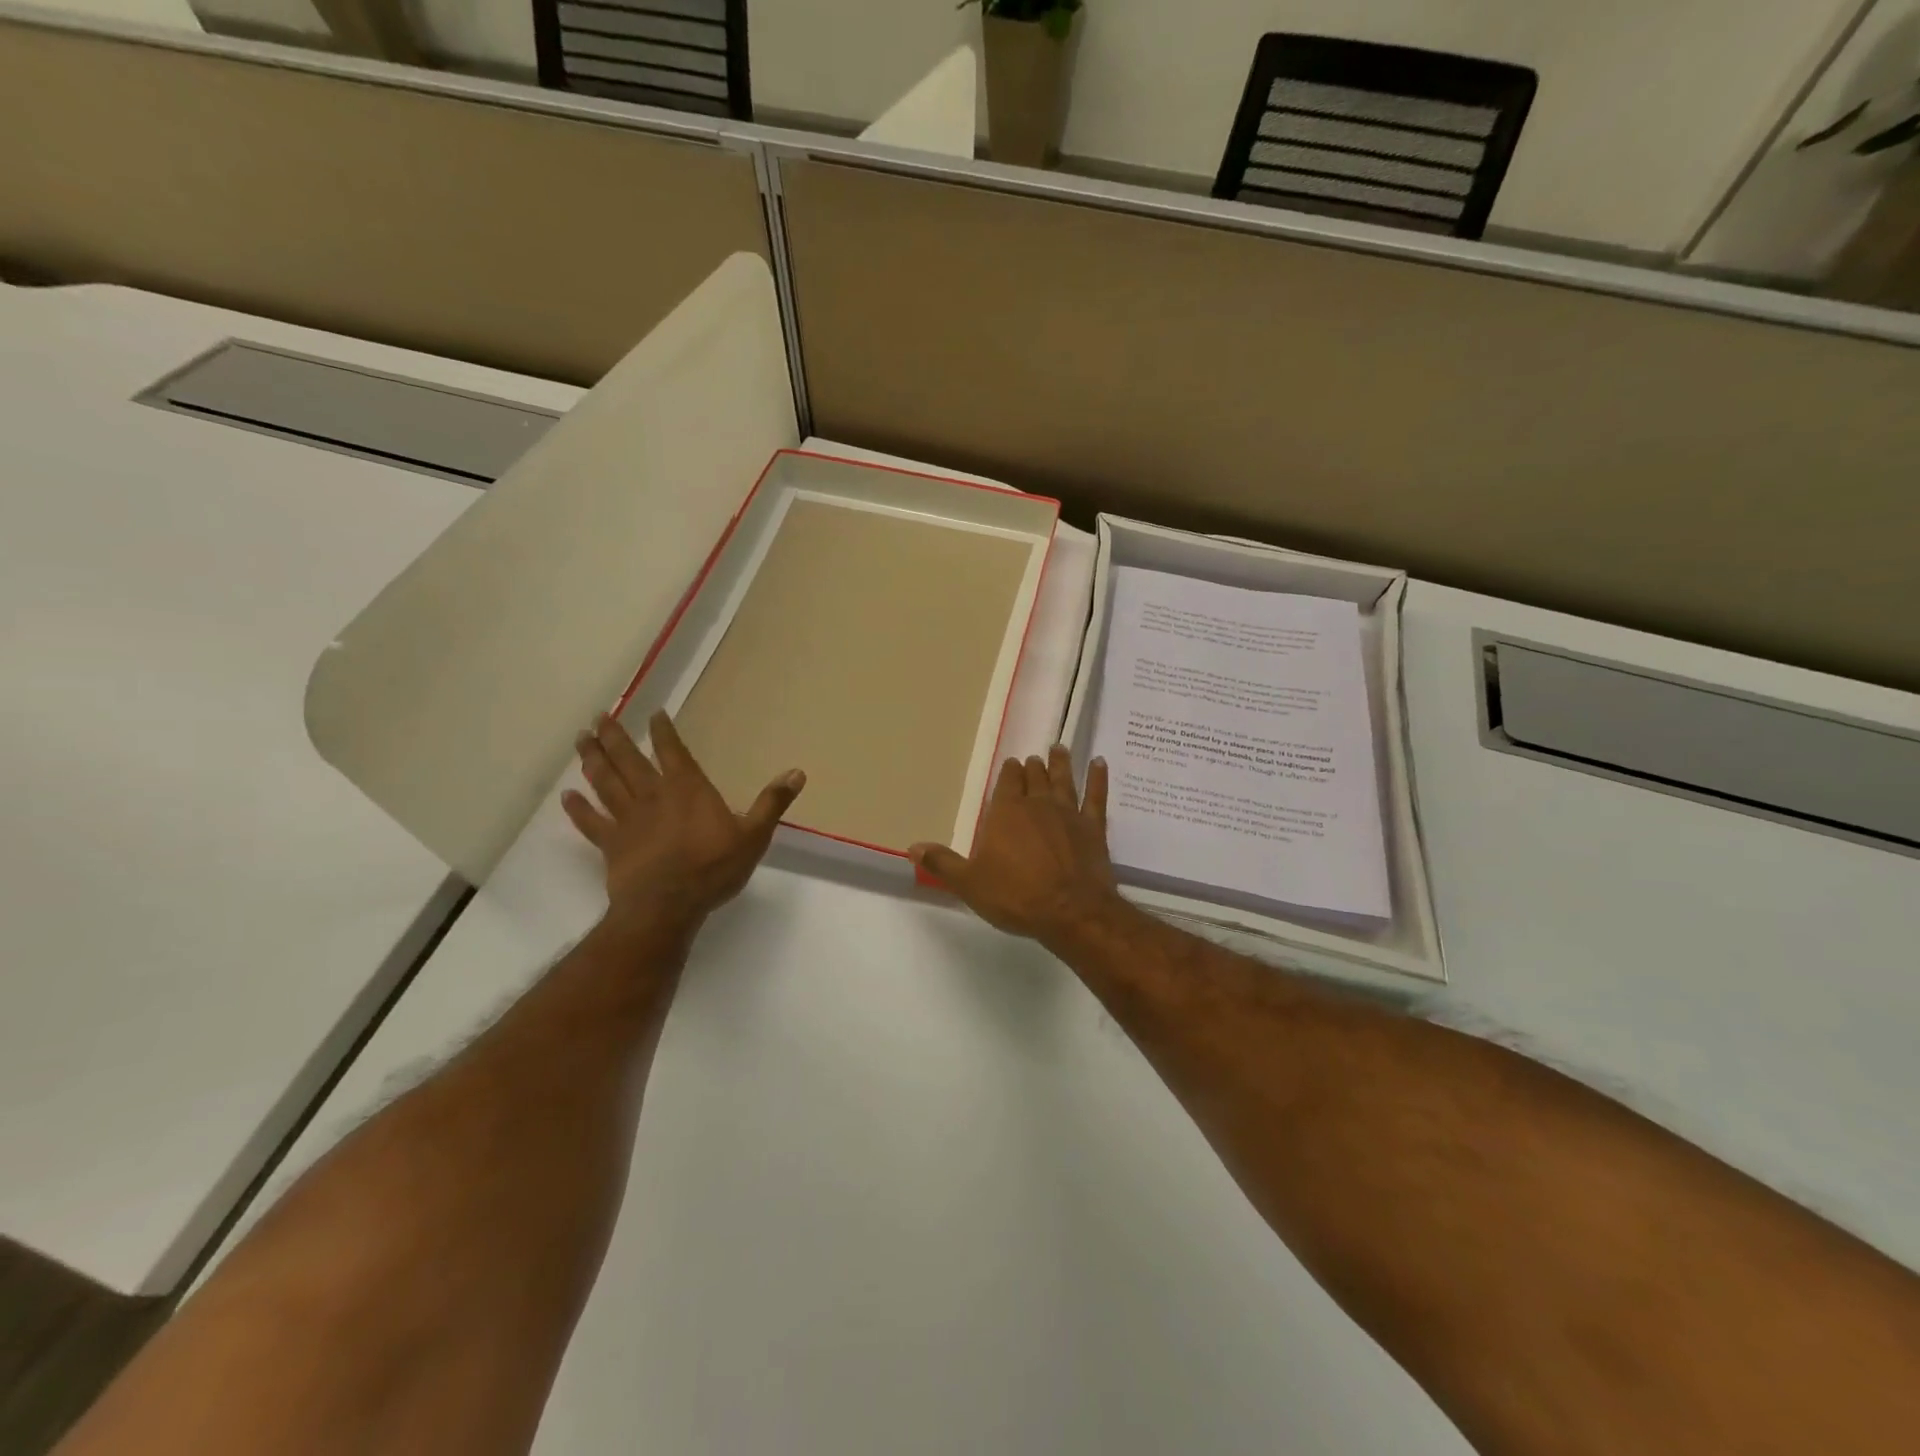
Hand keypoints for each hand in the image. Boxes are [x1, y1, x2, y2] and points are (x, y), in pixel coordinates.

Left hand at [562, 710, 804, 931]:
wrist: (668, 906)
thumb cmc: (713, 868)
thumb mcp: (754, 835)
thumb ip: (772, 803)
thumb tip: (797, 772)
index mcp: (687, 789)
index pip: (672, 751)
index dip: (663, 731)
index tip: (653, 713)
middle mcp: (653, 796)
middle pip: (628, 760)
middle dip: (615, 737)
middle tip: (599, 717)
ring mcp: (627, 819)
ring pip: (605, 782)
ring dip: (592, 760)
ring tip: (581, 740)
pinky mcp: (610, 844)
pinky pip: (590, 821)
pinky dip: (578, 808)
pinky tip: (566, 795)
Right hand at [909, 745, 1123, 947]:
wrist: (1071, 911)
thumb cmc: (1016, 896)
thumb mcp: (970, 884)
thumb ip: (942, 863)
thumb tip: (912, 847)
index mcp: (1006, 813)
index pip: (1006, 784)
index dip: (1009, 773)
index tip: (1011, 763)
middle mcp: (1037, 805)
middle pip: (1034, 778)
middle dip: (1032, 767)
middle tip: (1034, 758)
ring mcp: (1068, 813)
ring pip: (1063, 780)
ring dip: (1061, 764)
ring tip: (1060, 748)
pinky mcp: (1094, 827)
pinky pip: (1096, 796)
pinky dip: (1099, 778)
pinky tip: (1100, 764)